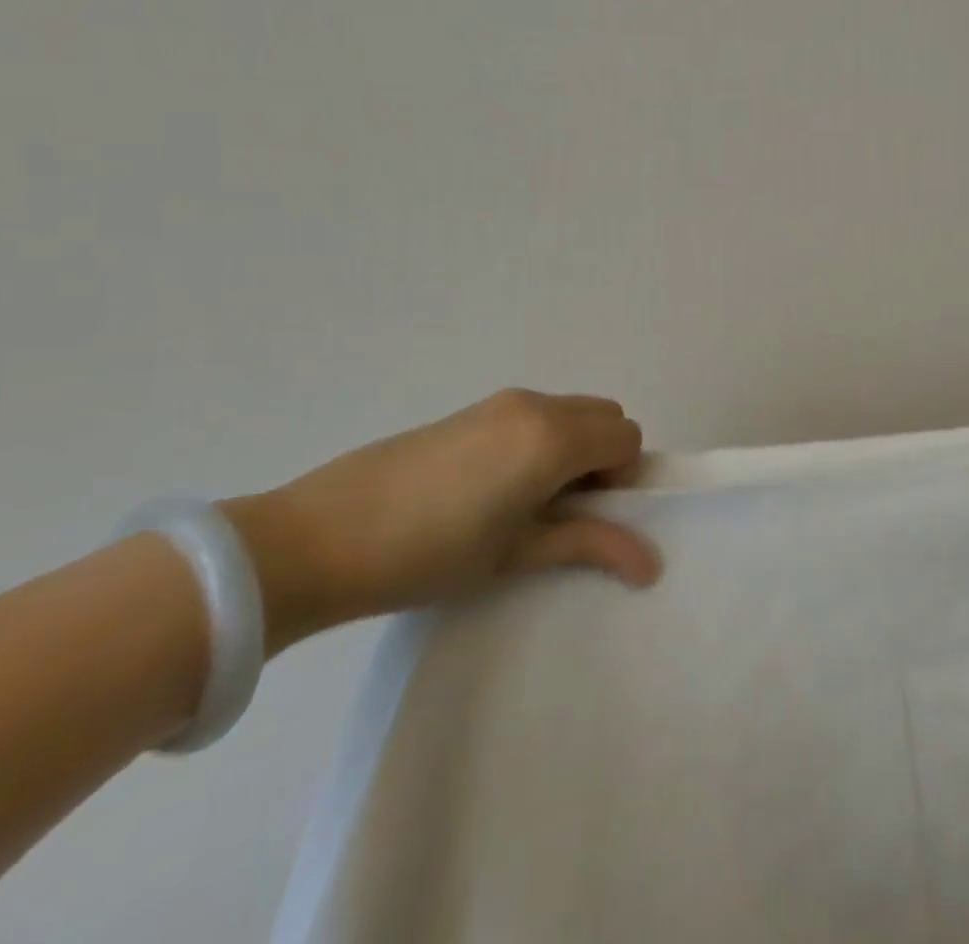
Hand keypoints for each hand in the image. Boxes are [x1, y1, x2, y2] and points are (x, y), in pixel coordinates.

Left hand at [220, 390, 661, 652]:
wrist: (315, 539)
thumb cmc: (428, 554)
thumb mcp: (515, 554)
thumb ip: (589, 545)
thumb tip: (652, 564)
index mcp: (554, 437)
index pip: (627, 437)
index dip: (622, 477)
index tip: (588, 515)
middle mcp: (536, 405)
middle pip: (605, 416)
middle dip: (603, 457)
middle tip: (565, 509)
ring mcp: (500, 403)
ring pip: (569, 412)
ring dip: (571, 447)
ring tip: (524, 502)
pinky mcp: (469, 410)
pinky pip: (533, 414)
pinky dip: (539, 441)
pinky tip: (489, 489)